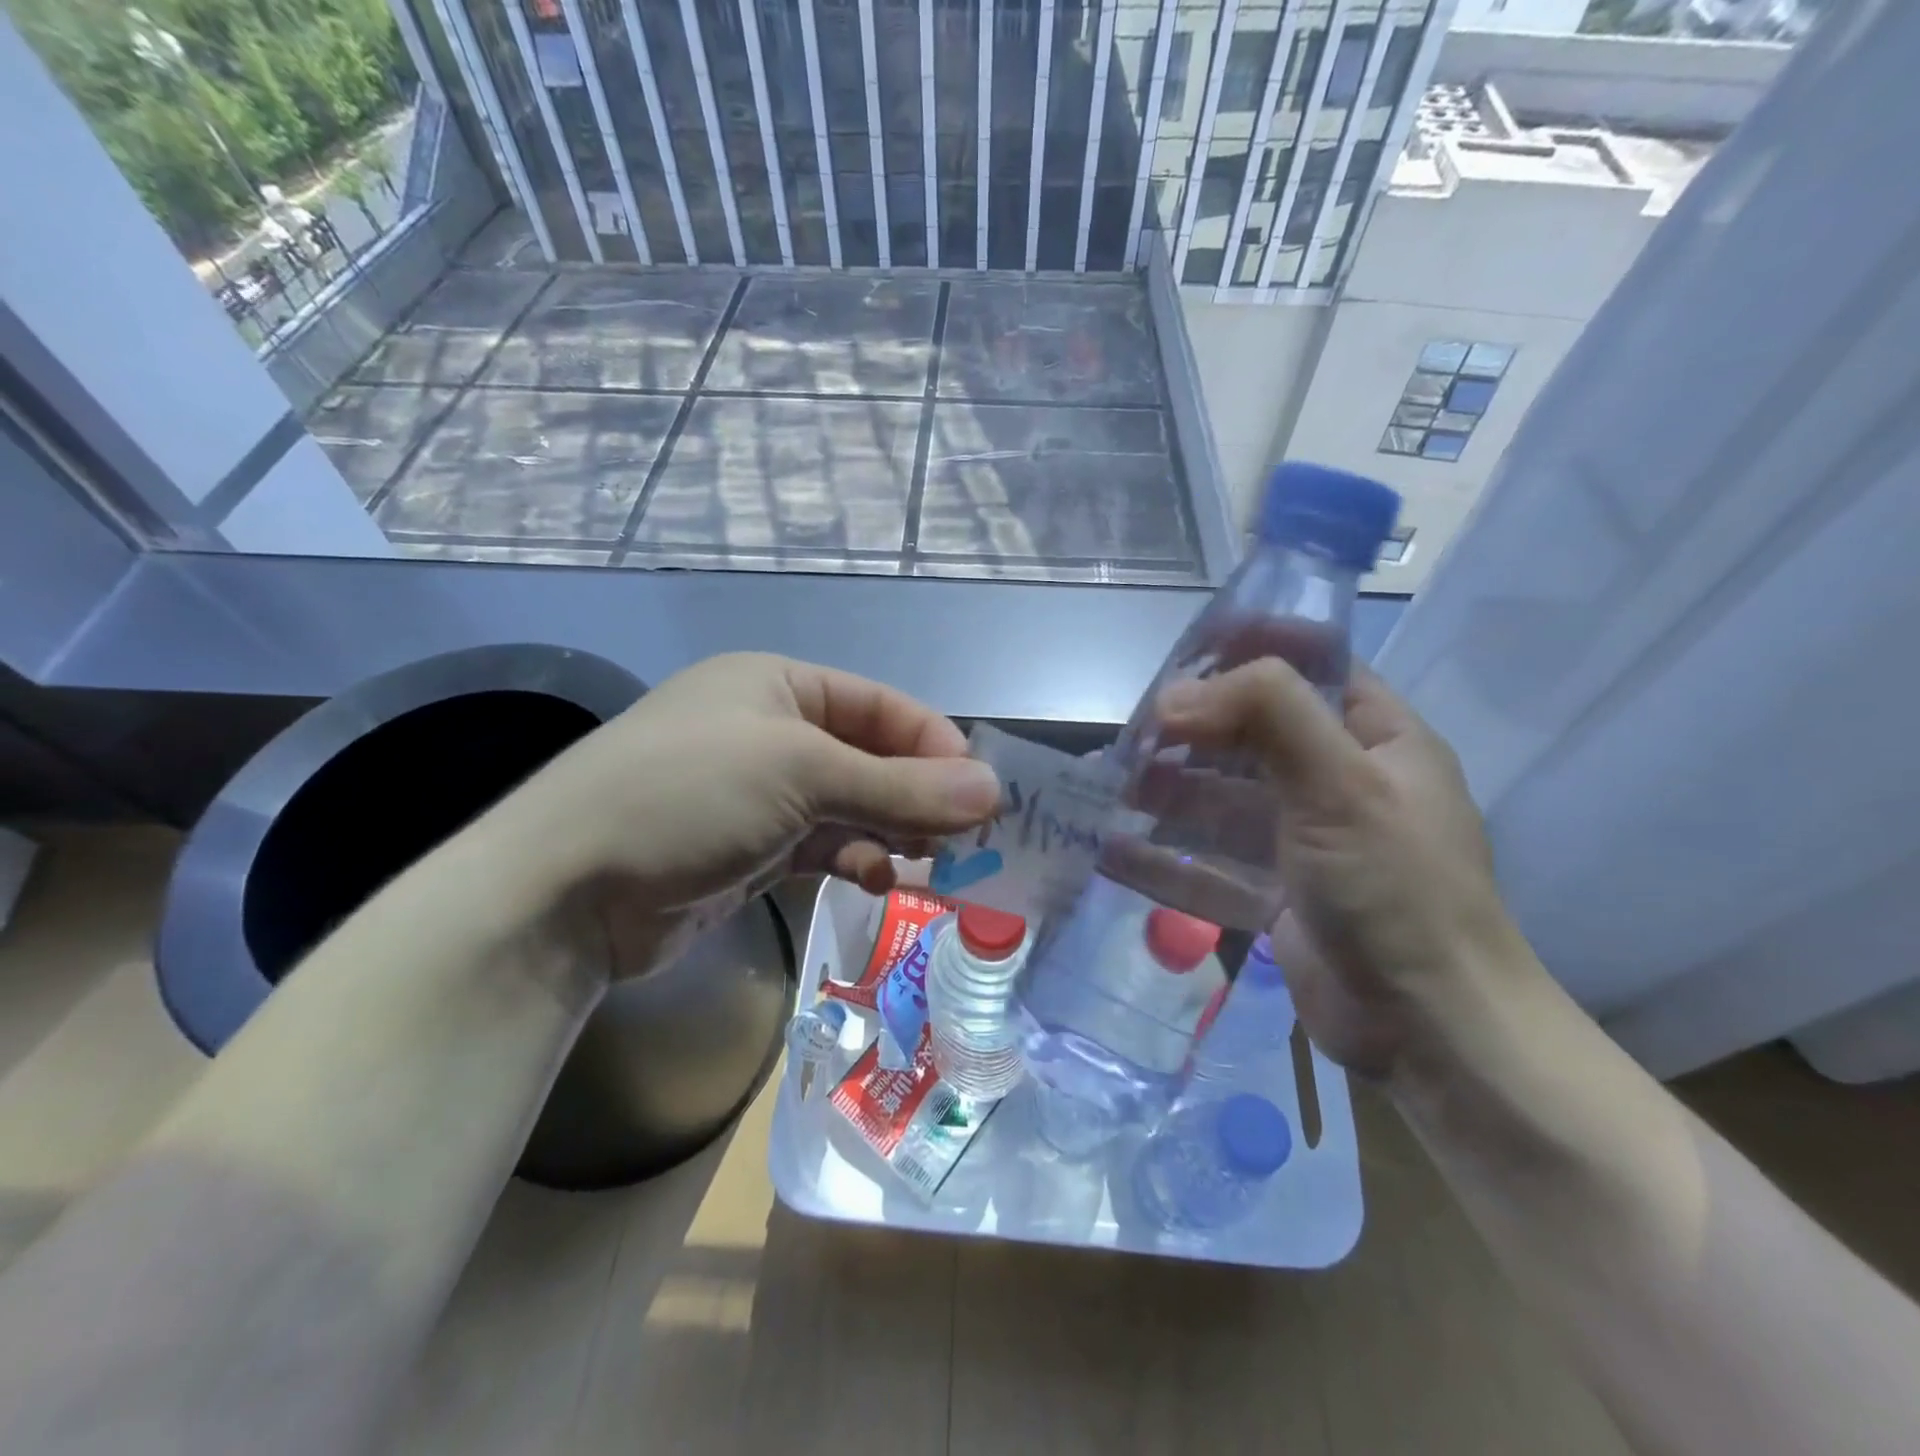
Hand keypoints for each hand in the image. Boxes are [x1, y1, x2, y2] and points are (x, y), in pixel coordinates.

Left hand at [493, 653, 1000, 980]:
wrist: (564, 892)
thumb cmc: (688, 797)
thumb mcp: (802, 776)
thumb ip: (901, 787)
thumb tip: (993, 791)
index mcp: (778, 685)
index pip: (881, 707)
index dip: (935, 745)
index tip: (981, 793)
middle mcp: (771, 730)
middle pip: (870, 757)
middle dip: (918, 795)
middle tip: (967, 839)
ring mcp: (759, 793)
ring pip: (851, 806)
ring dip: (891, 831)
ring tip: (928, 865)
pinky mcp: (750, 848)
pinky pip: (824, 845)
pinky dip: (856, 859)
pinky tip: (877, 879)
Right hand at [1155, 661, 1522, 1079]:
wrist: (1431, 1032)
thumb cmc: (1397, 890)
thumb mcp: (1342, 784)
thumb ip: (1268, 714)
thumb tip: (1173, 696)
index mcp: (1376, 739)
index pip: (1309, 668)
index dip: (1249, 653)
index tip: (1183, 657)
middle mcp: (1339, 781)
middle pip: (1252, 735)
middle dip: (1192, 732)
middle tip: (1133, 736)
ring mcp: (1305, 840)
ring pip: (1224, 799)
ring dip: (1171, 792)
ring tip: (1114, 789)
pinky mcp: (1276, 892)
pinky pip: (1214, 860)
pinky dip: (1168, 855)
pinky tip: (1114, 851)